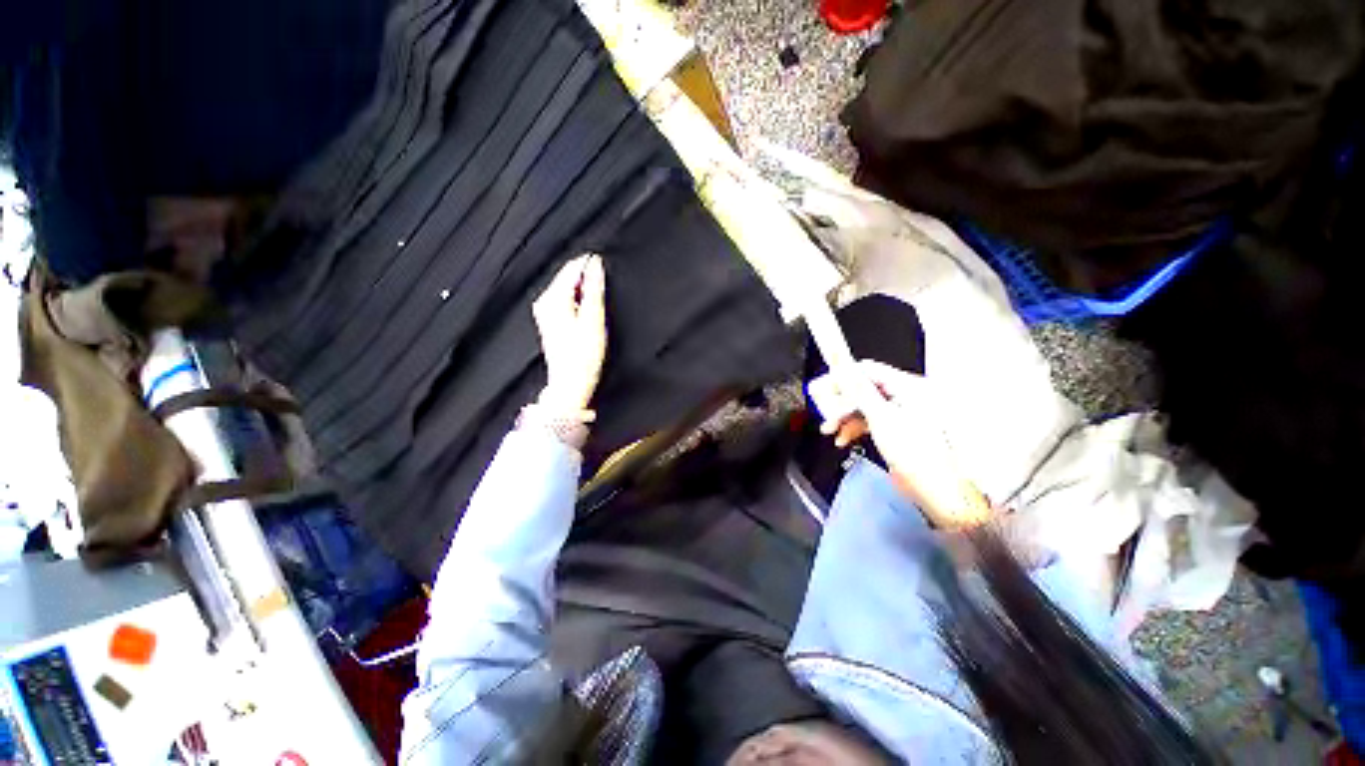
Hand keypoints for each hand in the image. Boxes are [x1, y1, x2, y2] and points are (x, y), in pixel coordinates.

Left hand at [532, 254, 606, 414]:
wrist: (571, 384)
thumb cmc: (583, 356)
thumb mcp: (593, 320)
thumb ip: (594, 290)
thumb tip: (595, 264)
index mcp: (552, 298)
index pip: (573, 268)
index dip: (591, 264)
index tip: (608, 265)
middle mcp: (544, 301)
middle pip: (569, 277)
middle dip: (588, 276)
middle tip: (607, 283)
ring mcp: (545, 311)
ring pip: (568, 288)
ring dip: (585, 288)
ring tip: (601, 297)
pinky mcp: (551, 321)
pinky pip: (567, 299)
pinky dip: (579, 299)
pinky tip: (590, 310)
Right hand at [808, 360, 989, 526]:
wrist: (937, 491)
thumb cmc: (917, 454)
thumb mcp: (881, 417)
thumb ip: (858, 389)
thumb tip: (841, 365)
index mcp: (909, 386)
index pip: (867, 370)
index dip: (842, 378)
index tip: (822, 389)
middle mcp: (906, 395)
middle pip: (863, 388)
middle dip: (841, 402)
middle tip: (824, 412)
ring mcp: (901, 412)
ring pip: (863, 405)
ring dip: (844, 417)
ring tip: (830, 429)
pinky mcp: (896, 428)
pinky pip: (869, 419)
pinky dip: (854, 427)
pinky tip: (843, 438)